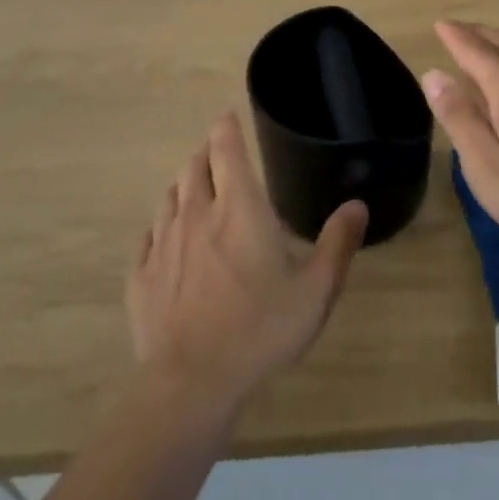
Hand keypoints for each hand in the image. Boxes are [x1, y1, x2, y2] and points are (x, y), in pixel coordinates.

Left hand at [127, 112, 367, 413]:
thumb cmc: (261, 329)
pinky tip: (165, 239)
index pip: (226, 149)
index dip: (226, 127)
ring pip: (169, 198)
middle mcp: (196, 215)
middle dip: (205, 153)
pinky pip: (148, 238)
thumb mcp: (315, 290)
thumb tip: (358, 205)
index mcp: (239, 208)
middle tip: (216, 152)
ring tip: (194, 189)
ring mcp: (163, 245)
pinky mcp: (141, 277)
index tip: (227, 116)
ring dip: (183, 186)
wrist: (192, 383)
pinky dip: (159, 228)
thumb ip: (338, 243)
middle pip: (194, 167)